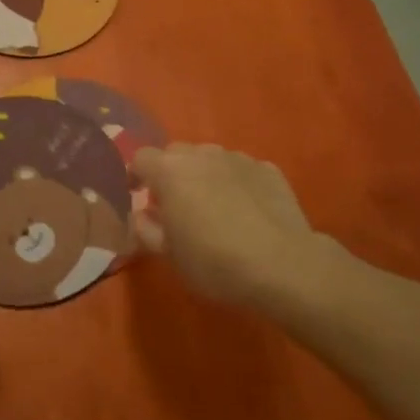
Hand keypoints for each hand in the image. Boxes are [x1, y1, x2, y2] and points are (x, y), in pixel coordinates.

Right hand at [132, 144, 344, 310]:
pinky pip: (241, 170)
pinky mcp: (269, 169)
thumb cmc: (215, 262)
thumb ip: (147, 230)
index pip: (140, 158)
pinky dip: (236, 183)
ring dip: (204, 175)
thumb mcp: (169, 256)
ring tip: (214, 206)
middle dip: (171, 173)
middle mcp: (202, 155)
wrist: (283, 266)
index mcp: (170, 172)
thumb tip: (141, 216)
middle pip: (176, 154)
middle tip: (176, 205)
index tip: (138, 196)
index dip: (136, 175)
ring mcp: (238, 159)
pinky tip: (246, 210)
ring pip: (210, 158)